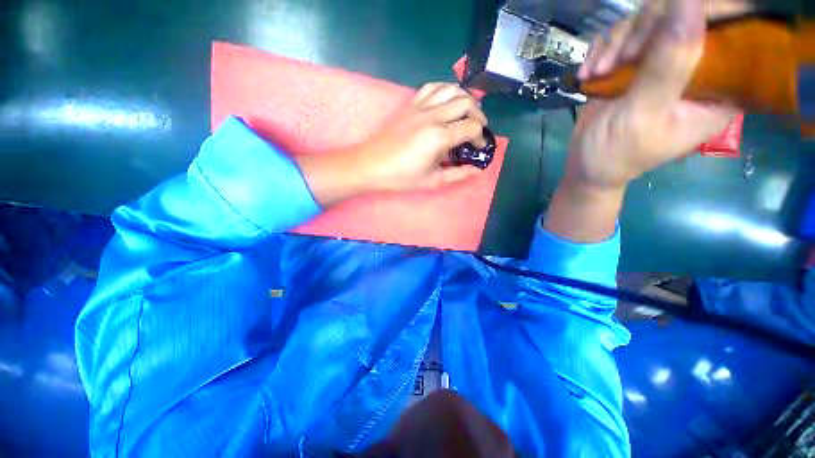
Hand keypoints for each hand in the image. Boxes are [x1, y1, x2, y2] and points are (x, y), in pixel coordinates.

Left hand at [357, 83, 487, 191]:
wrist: (372, 165)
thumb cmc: (402, 177)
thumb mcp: (432, 181)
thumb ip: (458, 174)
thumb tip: (478, 170)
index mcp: (440, 137)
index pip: (471, 128)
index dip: (480, 137)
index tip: (479, 147)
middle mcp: (433, 116)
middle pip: (466, 103)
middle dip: (479, 115)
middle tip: (478, 129)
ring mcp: (421, 107)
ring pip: (451, 89)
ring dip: (465, 98)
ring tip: (467, 112)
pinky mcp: (410, 104)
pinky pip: (432, 87)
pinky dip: (445, 90)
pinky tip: (447, 101)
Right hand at [545, 0, 739, 241]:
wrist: (588, 167)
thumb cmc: (618, 155)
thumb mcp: (646, 115)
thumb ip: (672, 63)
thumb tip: (691, 4)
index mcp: (721, 86)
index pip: (740, 30)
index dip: (718, 7)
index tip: (682, 9)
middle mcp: (701, 67)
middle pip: (691, 15)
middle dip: (652, 25)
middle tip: (621, 53)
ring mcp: (666, 62)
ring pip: (655, 20)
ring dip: (622, 38)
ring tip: (598, 69)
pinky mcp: (637, 63)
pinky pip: (628, 34)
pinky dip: (608, 47)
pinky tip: (592, 70)